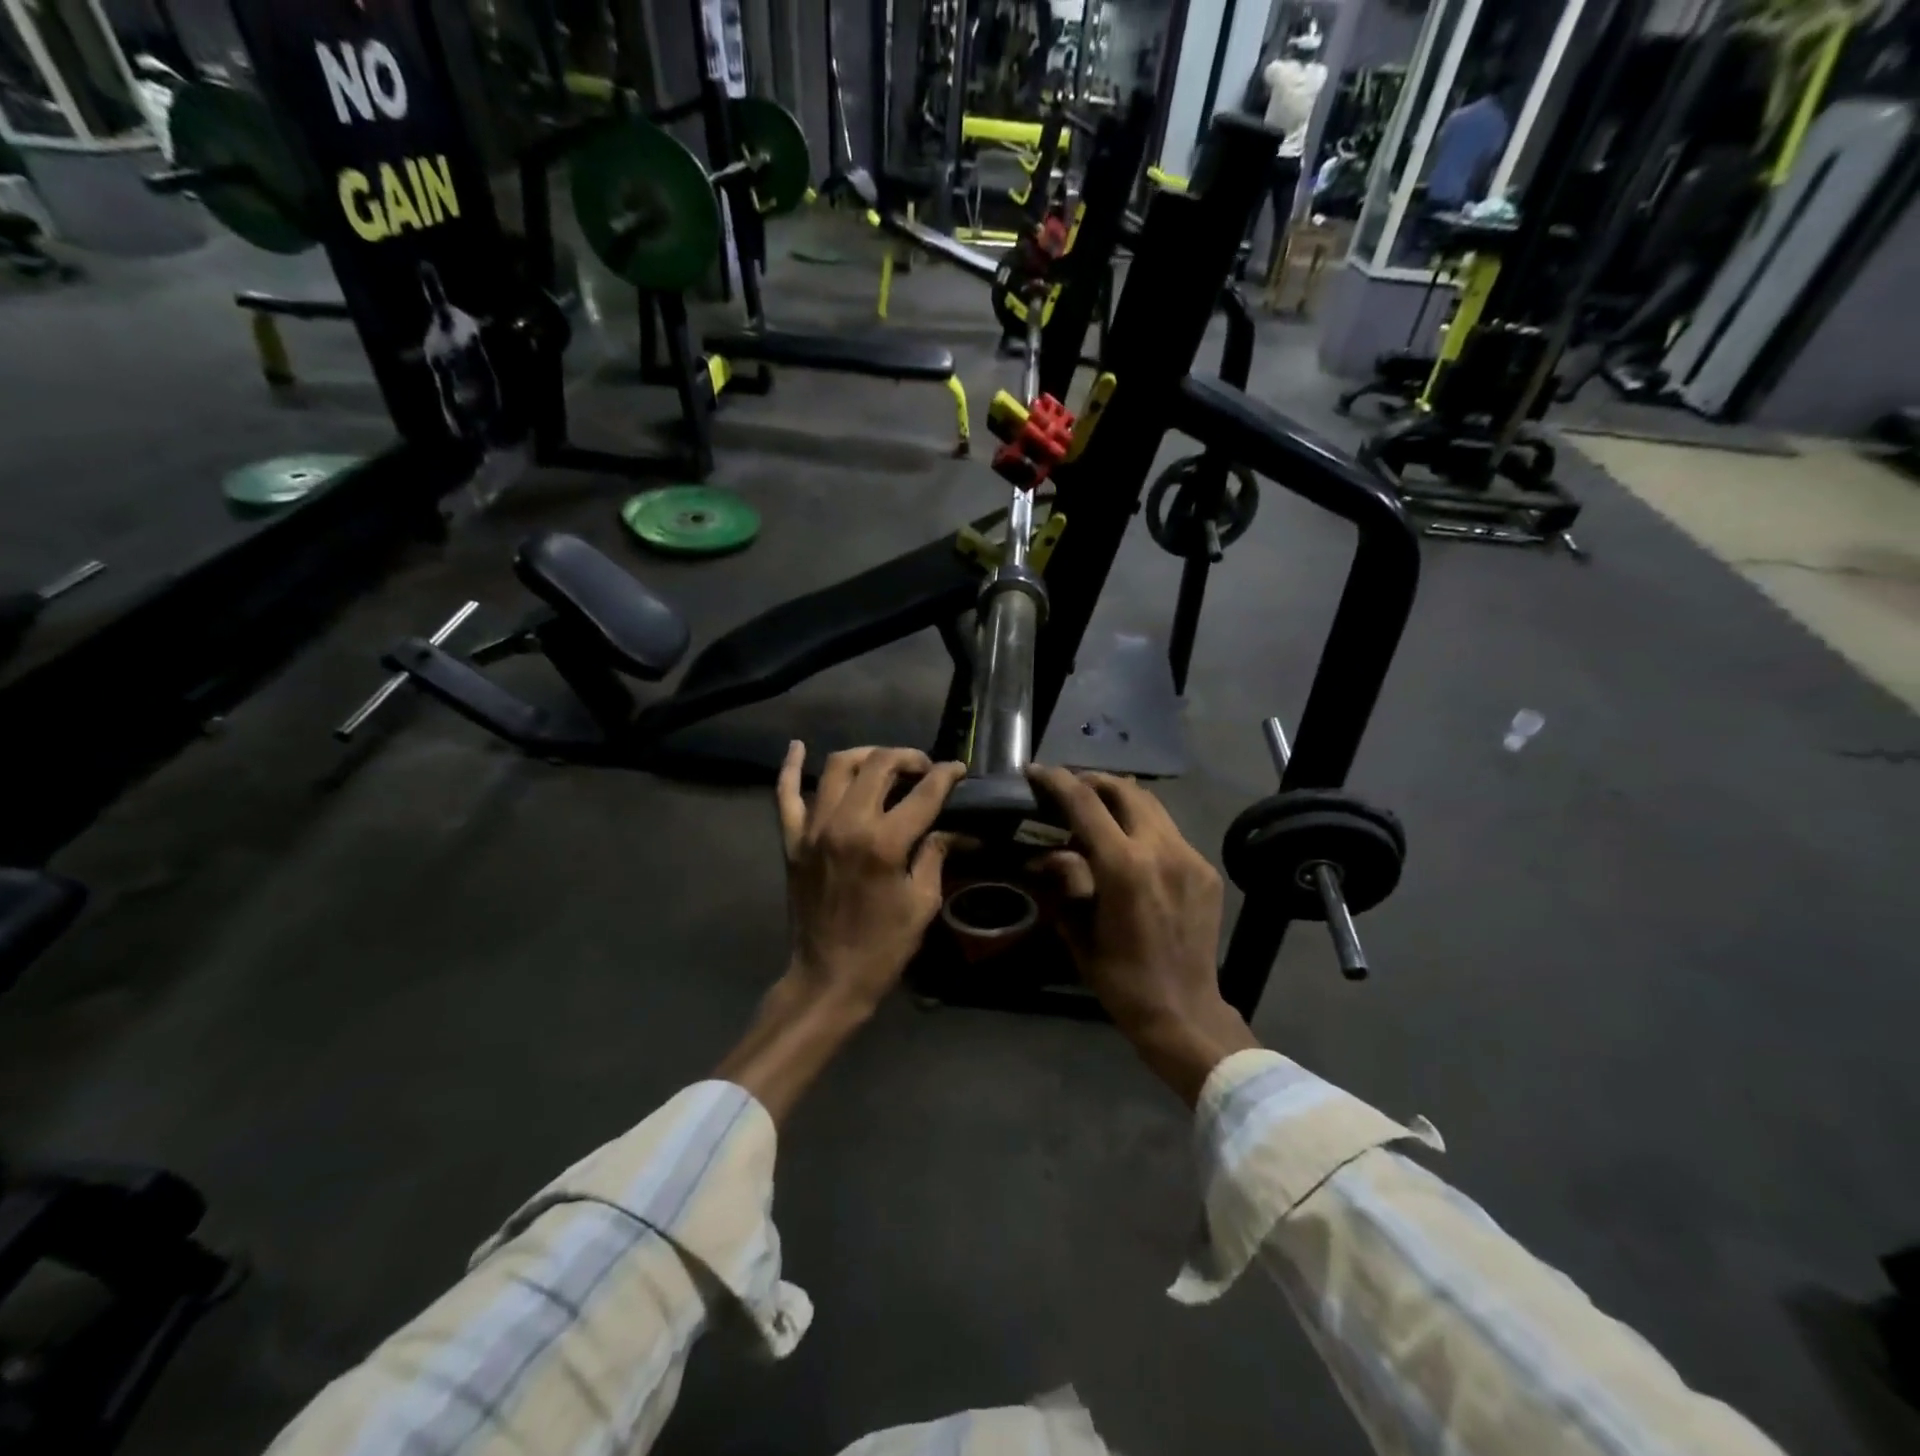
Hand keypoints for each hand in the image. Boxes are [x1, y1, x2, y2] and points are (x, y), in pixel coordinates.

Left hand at [777, 742, 966, 1014]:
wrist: (828, 978)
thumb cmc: (883, 946)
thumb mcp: (923, 902)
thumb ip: (934, 855)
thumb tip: (945, 828)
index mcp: (884, 842)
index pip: (923, 792)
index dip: (946, 775)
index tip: (958, 770)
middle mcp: (846, 824)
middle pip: (879, 764)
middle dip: (908, 758)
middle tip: (923, 769)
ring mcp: (813, 829)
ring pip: (837, 767)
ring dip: (866, 755)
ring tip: (884, 763)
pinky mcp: (792, 840)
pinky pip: (786, 794)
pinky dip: (791, 767)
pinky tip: (797, 747)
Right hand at [1027, 765, 1257, 1103]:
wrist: (1183, 1010)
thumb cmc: (1120, 978)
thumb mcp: (1078, 930)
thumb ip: (1063, 882)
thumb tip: (1046, 854)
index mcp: (1123, 866)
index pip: (1085, 803)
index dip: (1057, 781)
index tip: (1036, 772)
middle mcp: (1160, 849)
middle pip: (1124, 789)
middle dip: (1091, 781)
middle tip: (1067, 788)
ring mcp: (1188, 857)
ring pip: (1151, 804)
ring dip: (1119, 798)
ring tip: (1095, 809)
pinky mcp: (1204, 869)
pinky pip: (1168, 831)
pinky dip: (1142, 825)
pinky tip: (1128, 844)